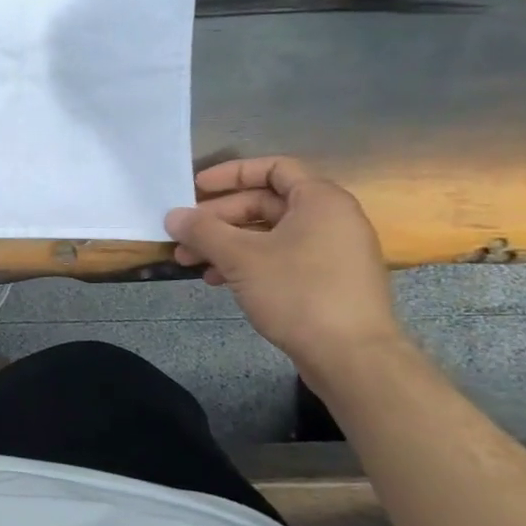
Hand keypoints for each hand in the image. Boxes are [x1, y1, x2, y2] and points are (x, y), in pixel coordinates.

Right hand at [164, 156, 399, 372]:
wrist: (352, 357)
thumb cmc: (298, 292)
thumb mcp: (240, 257)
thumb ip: (203, 231)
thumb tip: (172, 215)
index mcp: (320, 200)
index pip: (273, 168)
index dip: (231, 174)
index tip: (196, 188)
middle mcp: (331, 219)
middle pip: (265, 203)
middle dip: (219, 218)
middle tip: (184, 233)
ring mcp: (331, 251)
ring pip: (268, 234)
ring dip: (226, 244)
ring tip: (190, 261)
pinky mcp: (327, 281)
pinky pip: (280, 258)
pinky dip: (247, 263)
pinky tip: (218, 280)